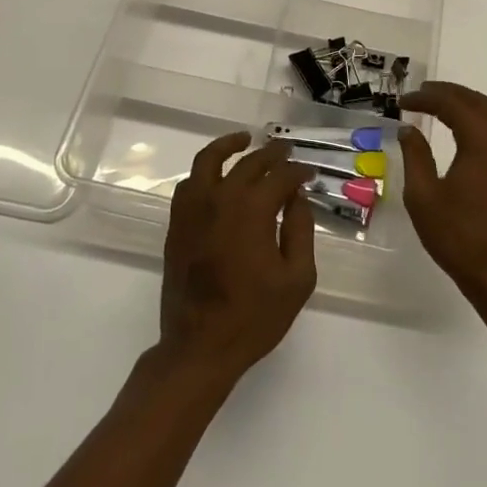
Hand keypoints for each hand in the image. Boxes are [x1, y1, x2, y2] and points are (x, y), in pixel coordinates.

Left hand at [158, 133, 316, 386]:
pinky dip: (204, 171)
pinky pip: (189, 184)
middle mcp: (220, 199)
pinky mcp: (177, 224)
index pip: (280, 176)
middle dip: (271, 154)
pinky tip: (216, 176)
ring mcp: (193, 209)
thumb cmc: (254, 316)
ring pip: (208, 160)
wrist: (200, 346)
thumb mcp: (296, 278)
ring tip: (244, 140)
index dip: (298, 171)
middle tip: (286, 153)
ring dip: (228, 146)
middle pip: (248, 162)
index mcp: (252, 210)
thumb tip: (297, 198)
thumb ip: (300, 231)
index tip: (310, 174)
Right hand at [400, 82, 486, 304]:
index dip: (425, 98)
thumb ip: (415, 156)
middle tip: (422, 94)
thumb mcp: (423, 196)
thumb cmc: (458, 237)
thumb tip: (409, 129)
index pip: (452, 104)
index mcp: (482, 141)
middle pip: (479, 101)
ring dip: (472, 103)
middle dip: (449, 93)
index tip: (402, 102)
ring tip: (446, 106)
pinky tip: (474, 131)